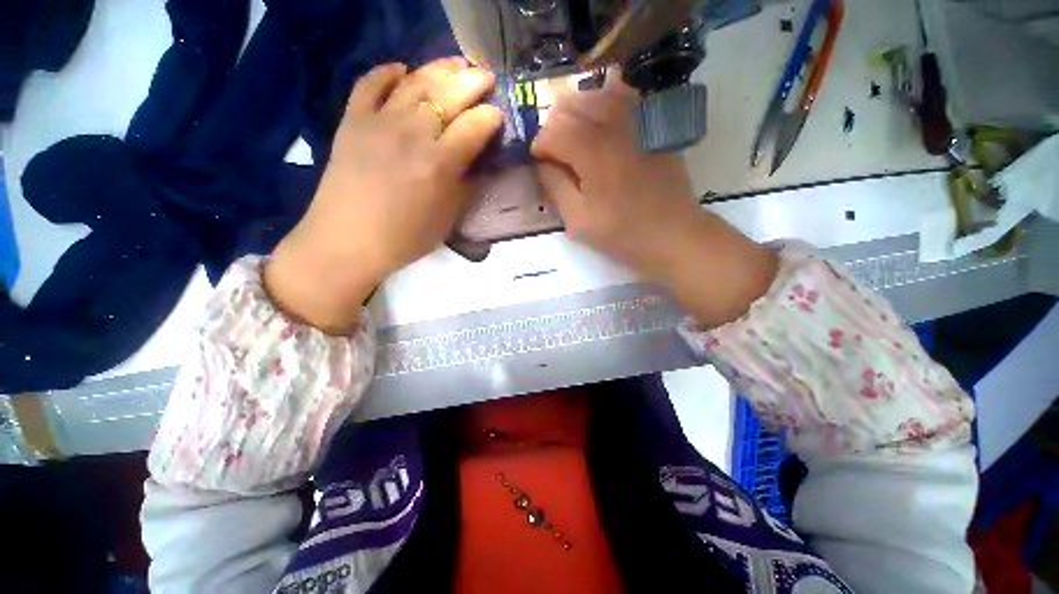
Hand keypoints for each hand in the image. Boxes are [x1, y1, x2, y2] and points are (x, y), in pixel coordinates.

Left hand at [266, 59, 502, 331]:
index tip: (499, 114)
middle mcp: (412, 134)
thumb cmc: (405, 238)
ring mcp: (378, 122)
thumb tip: (477, 163)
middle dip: (473, 82)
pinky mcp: (352, 120)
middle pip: (448, 95)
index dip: (491, 116)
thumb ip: (466, 186)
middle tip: (486, 76)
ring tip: (456, 63)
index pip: (474, 127)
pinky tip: (402, 69)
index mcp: (439, 163)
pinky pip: (370, 84)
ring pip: (415, 81)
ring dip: (440, 68)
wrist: (348, 241)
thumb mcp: (448, 219)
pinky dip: (387, 72)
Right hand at [531, 84, 704, 280]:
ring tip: (572, 136)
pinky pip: (623, 96)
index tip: (540, 165)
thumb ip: (554, 187)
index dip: (539, 147)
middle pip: (570, 106)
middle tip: (554, 153)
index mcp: (592, 151)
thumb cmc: (622, 233)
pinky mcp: (652, 123)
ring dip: (576, 112)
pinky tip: (600, 121)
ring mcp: (637, 119)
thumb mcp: (578, 220)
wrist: (672, 233)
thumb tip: (542, 163)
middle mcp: (613, 124)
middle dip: (553, 127)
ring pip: (595, 94)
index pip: (552, 132)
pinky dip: (604, 102)